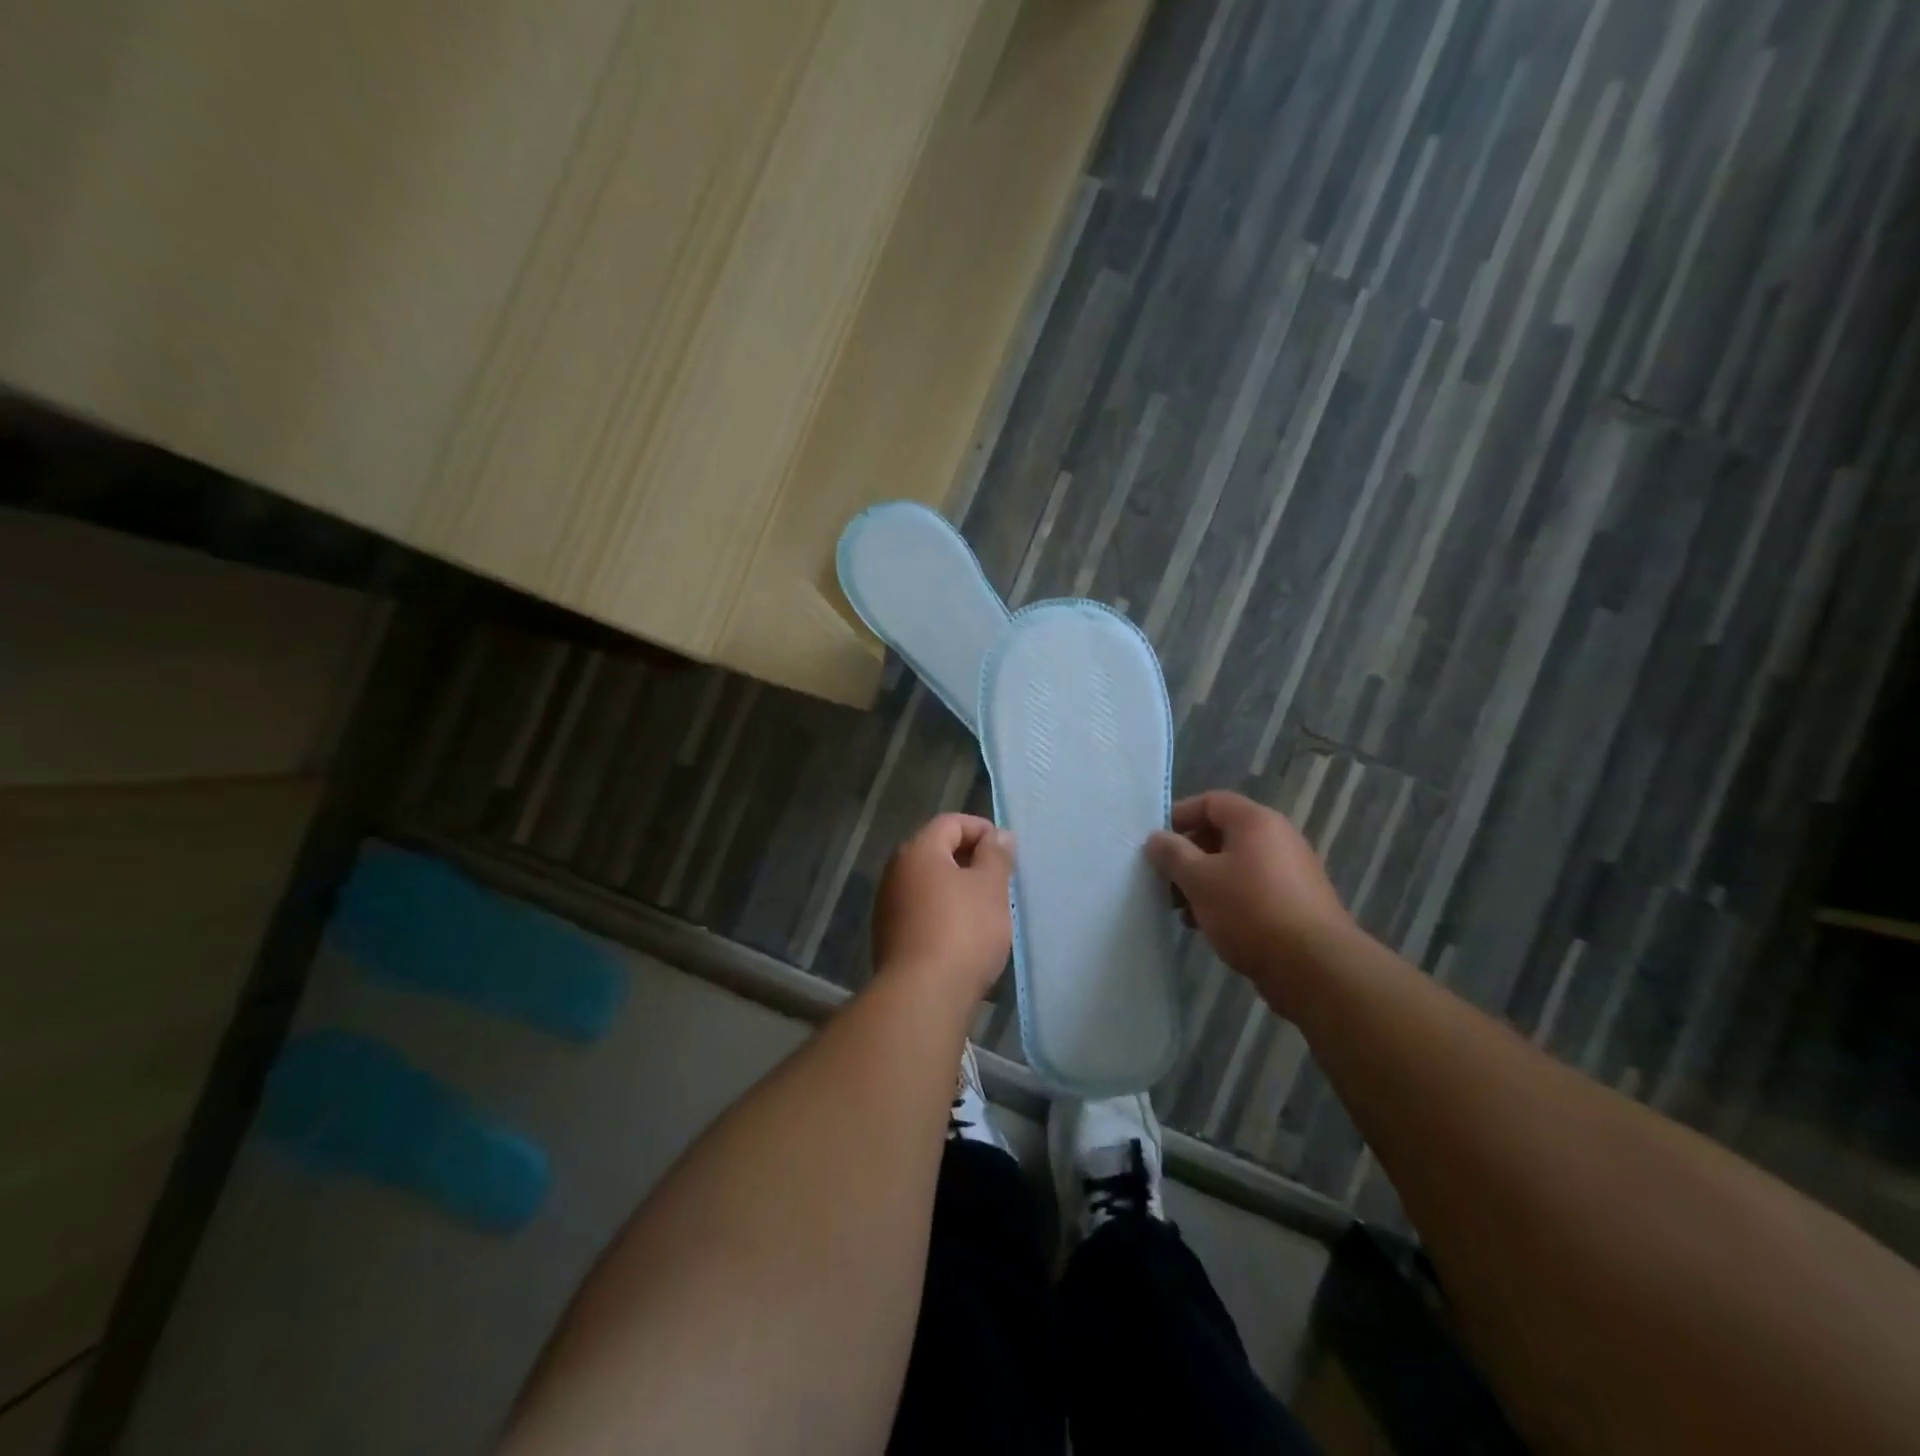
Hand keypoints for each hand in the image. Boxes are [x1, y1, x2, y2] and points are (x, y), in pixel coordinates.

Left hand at [872, 814, 1014, 1002]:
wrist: (922, 995)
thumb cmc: (963, 931)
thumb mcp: (991, 887)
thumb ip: (996, 855)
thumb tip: (998, 835)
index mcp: (918, 851)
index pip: (951, 822)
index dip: (981, 829)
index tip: (1006, 851)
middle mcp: (895, 872)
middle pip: (936, 852)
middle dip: (970, 860)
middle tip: (1000, 880)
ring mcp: (888, 906)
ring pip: (929, 885)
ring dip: (957, 890)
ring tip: (987, 910)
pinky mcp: (889, 938)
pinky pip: (921, 912)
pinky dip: (943, 914)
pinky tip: (964, 937)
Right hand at [1145, 791, 1353, 1011]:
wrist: (1315, 967)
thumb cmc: (1249, 911)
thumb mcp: (1199, 880)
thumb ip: (1173, 854)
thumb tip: (1156, 838)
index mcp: (1256, 822)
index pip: (1211, 802)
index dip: (1180, 816)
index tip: (1155, 842)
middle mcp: (1278, 838)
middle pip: (1223, 834)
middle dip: (1189, 856)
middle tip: (1165, 880)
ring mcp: (1292, 871)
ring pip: (1236, 865)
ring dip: (1205, 882)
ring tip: (1183, 911)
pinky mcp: (1297, 902)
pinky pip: (1253, 889)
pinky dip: (1228, 899)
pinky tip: (1210, 926)